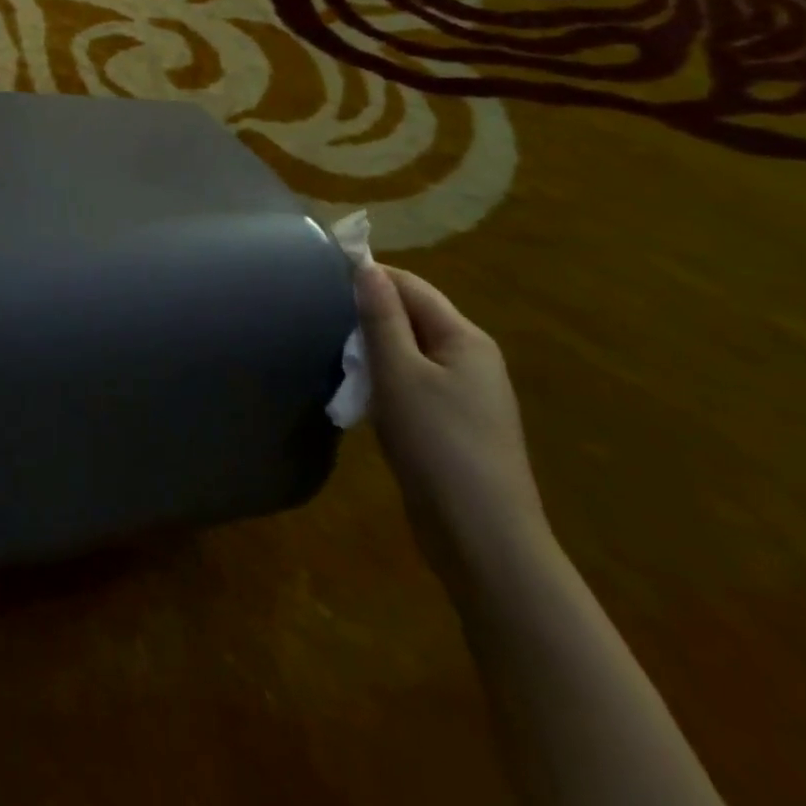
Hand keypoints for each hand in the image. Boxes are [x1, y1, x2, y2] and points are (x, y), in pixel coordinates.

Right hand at [356, 264, 549, 585]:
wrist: (482, 539)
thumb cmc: (438, 444)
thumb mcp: (399, 373)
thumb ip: (381, 317)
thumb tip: (366, 267)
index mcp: (465, 338)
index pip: (412, 287)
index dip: (371, 277)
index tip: (323, 278)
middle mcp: (472, 359)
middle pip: (413, 318)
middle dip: (370, 318)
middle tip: (324, 324)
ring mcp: (467, 396)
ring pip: (411, 354)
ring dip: (375, 353)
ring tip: (338, 362)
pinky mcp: (455, 427)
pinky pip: (415, 386)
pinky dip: (386, 383)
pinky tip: (363, 400)